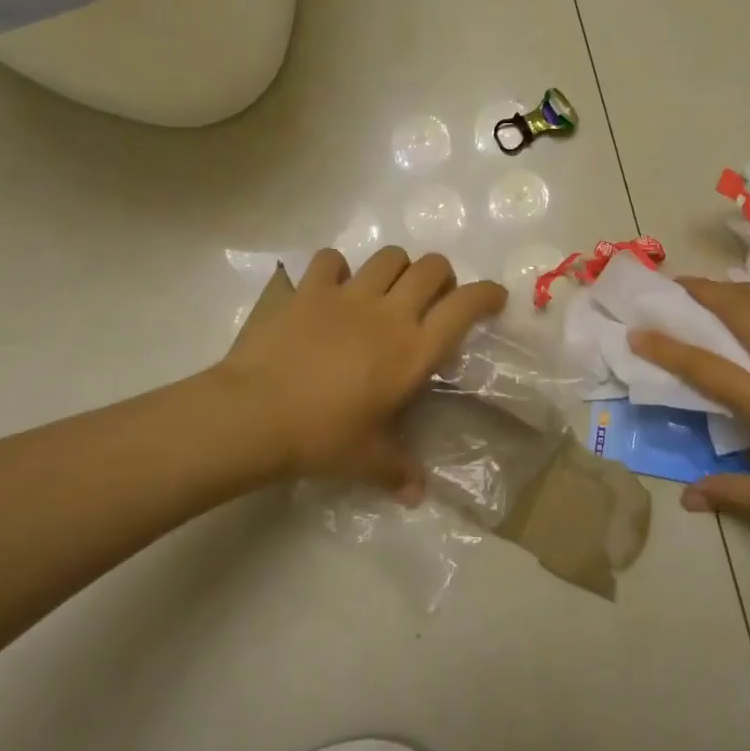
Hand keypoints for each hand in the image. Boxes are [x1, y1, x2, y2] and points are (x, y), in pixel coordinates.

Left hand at [216, 247, 507, 498]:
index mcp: (413, 350)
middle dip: (441, 276)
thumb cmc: (321, 438)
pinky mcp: (310, 289)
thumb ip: (398, 472)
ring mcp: (348, 295)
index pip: (465, 307)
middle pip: (432, 267)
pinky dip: (336, 268)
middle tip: (432, 299)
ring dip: (396, 267)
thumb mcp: (365, 461)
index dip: (487, 295)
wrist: (255, 414)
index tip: (494, 298)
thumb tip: (417, 494)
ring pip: (389, 255)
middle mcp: (389, 312)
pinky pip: (331, 259)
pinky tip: (331, 287)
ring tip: (385, 289)